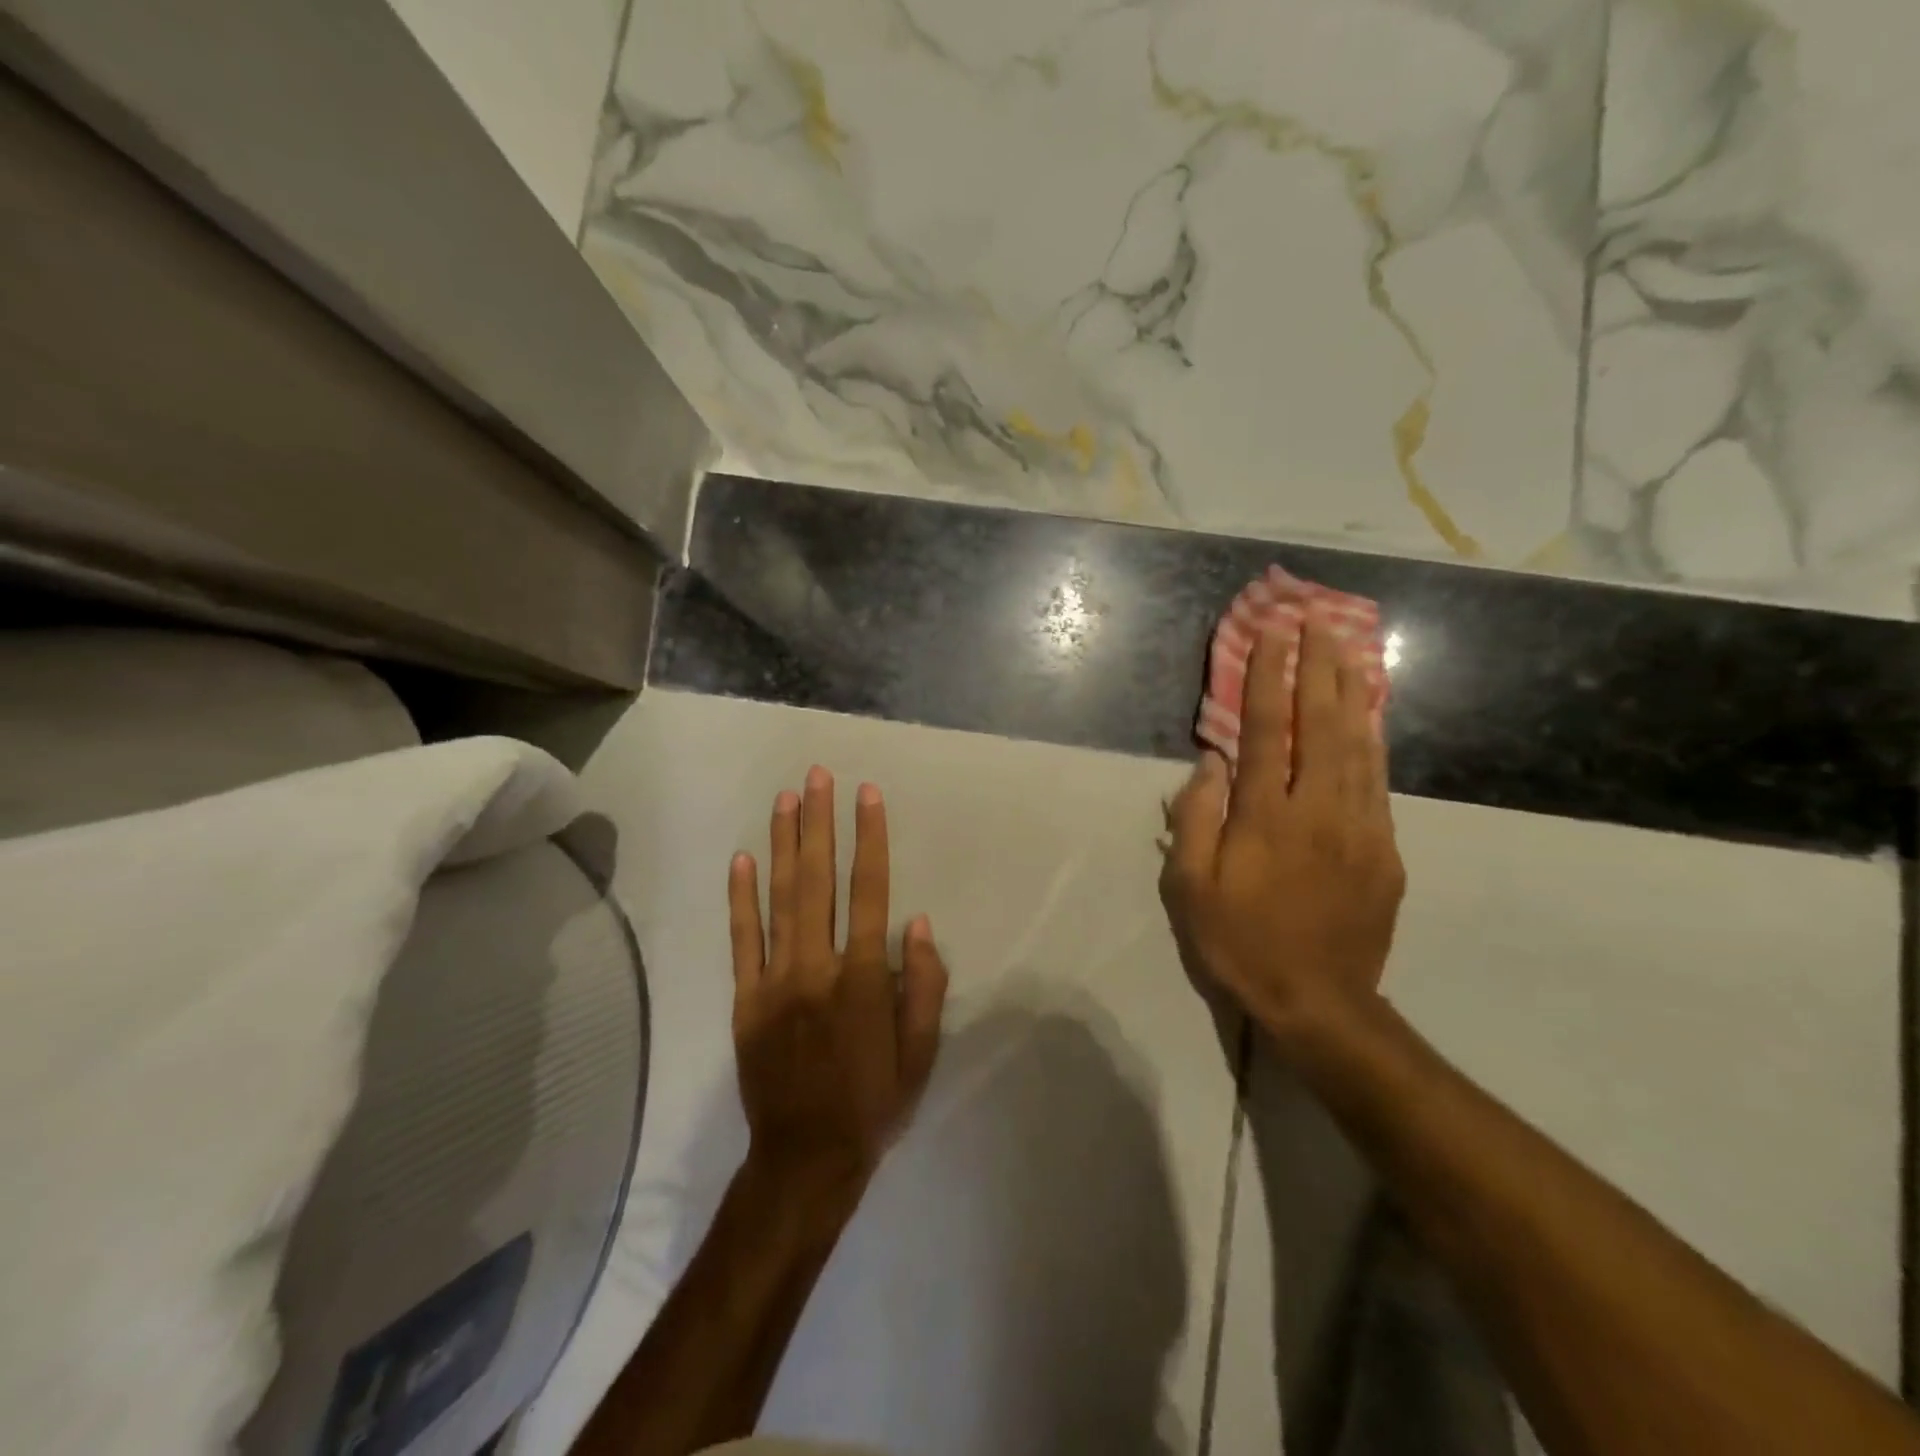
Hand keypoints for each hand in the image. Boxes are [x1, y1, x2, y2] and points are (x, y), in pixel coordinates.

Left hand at [728, 767, 948, 1196]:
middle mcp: (817, 967)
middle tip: (818, 776)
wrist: (805, 1158)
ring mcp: (775, 980)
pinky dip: (741, 898)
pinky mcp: (745, 999)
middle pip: (818, 880)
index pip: (870, 892)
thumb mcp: (921, 1054)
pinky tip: (743, 858)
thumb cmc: (873, 1103)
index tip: (867, 795)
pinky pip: (742, 940)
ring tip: (786, 799)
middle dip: (820, 823)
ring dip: (784, 844)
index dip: (870, 839)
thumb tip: (917, 924)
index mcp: (863, 978)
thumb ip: (922, 986)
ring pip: (779, 898)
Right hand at [1160, 613, 1404, 1051]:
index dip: (1269, 676)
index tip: (1273, 632)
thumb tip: (1211, 761)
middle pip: (1322, 724)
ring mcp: (1360, 828)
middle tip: (1317, 618)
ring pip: (1359, 745)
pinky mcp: (1385, 850)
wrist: (1319, 1003)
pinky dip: (1373, 739)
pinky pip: (1379, 781)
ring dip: (1349, 690)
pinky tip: (1370, 715)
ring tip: (1347, 647)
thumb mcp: (1191, 888)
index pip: (1268, 729)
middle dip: (1317, 665)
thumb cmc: (1240, 942)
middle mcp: (1319, 810)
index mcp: (1267, 817)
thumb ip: (1196, 819)